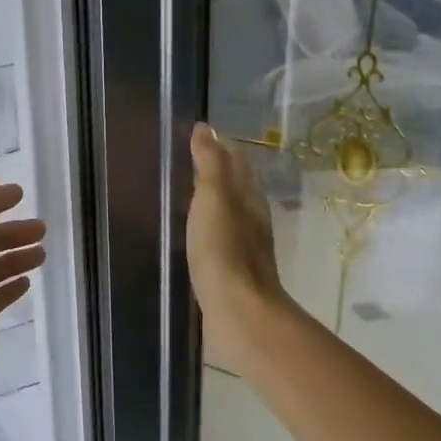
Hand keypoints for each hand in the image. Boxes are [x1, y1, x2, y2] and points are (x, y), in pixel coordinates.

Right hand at [187, 123, 293, 370]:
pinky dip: (208, 230)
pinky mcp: (233, 274)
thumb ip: (210, 164)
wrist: (238, 313)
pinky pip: (220, 241)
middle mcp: (253, 220)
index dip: (222, 148)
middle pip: (238, 189)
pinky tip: (195, 236)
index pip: (238, 164)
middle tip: (188, 162)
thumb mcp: (214, 198)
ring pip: (230, 215)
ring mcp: (245, 249)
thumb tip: (206, 128)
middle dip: (218, 173)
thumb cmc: (225, 251)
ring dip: (214, 203)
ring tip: (188, 195)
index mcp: (250, 199)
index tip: (199, 137)